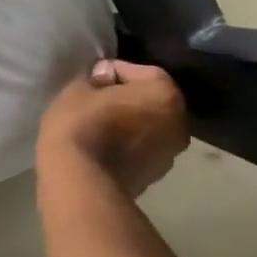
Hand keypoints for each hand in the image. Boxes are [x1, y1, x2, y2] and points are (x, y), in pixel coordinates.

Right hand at [38, 59, 187, 197]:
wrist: (81, 184)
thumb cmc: (81, 126)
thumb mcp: (78, 90)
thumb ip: (95, 78)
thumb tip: (105, 79)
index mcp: (165, 94)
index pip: (139, 72)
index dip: (112, 72)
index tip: (92, 79)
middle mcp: (178, 123)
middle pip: (149, 101)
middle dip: (125, 98)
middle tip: (96, 100)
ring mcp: (169, 155)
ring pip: (146, 128)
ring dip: (127, 123)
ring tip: (98, 125)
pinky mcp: (154, 178)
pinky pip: (140, 150)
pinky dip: (126, 145)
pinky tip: (101, 147)